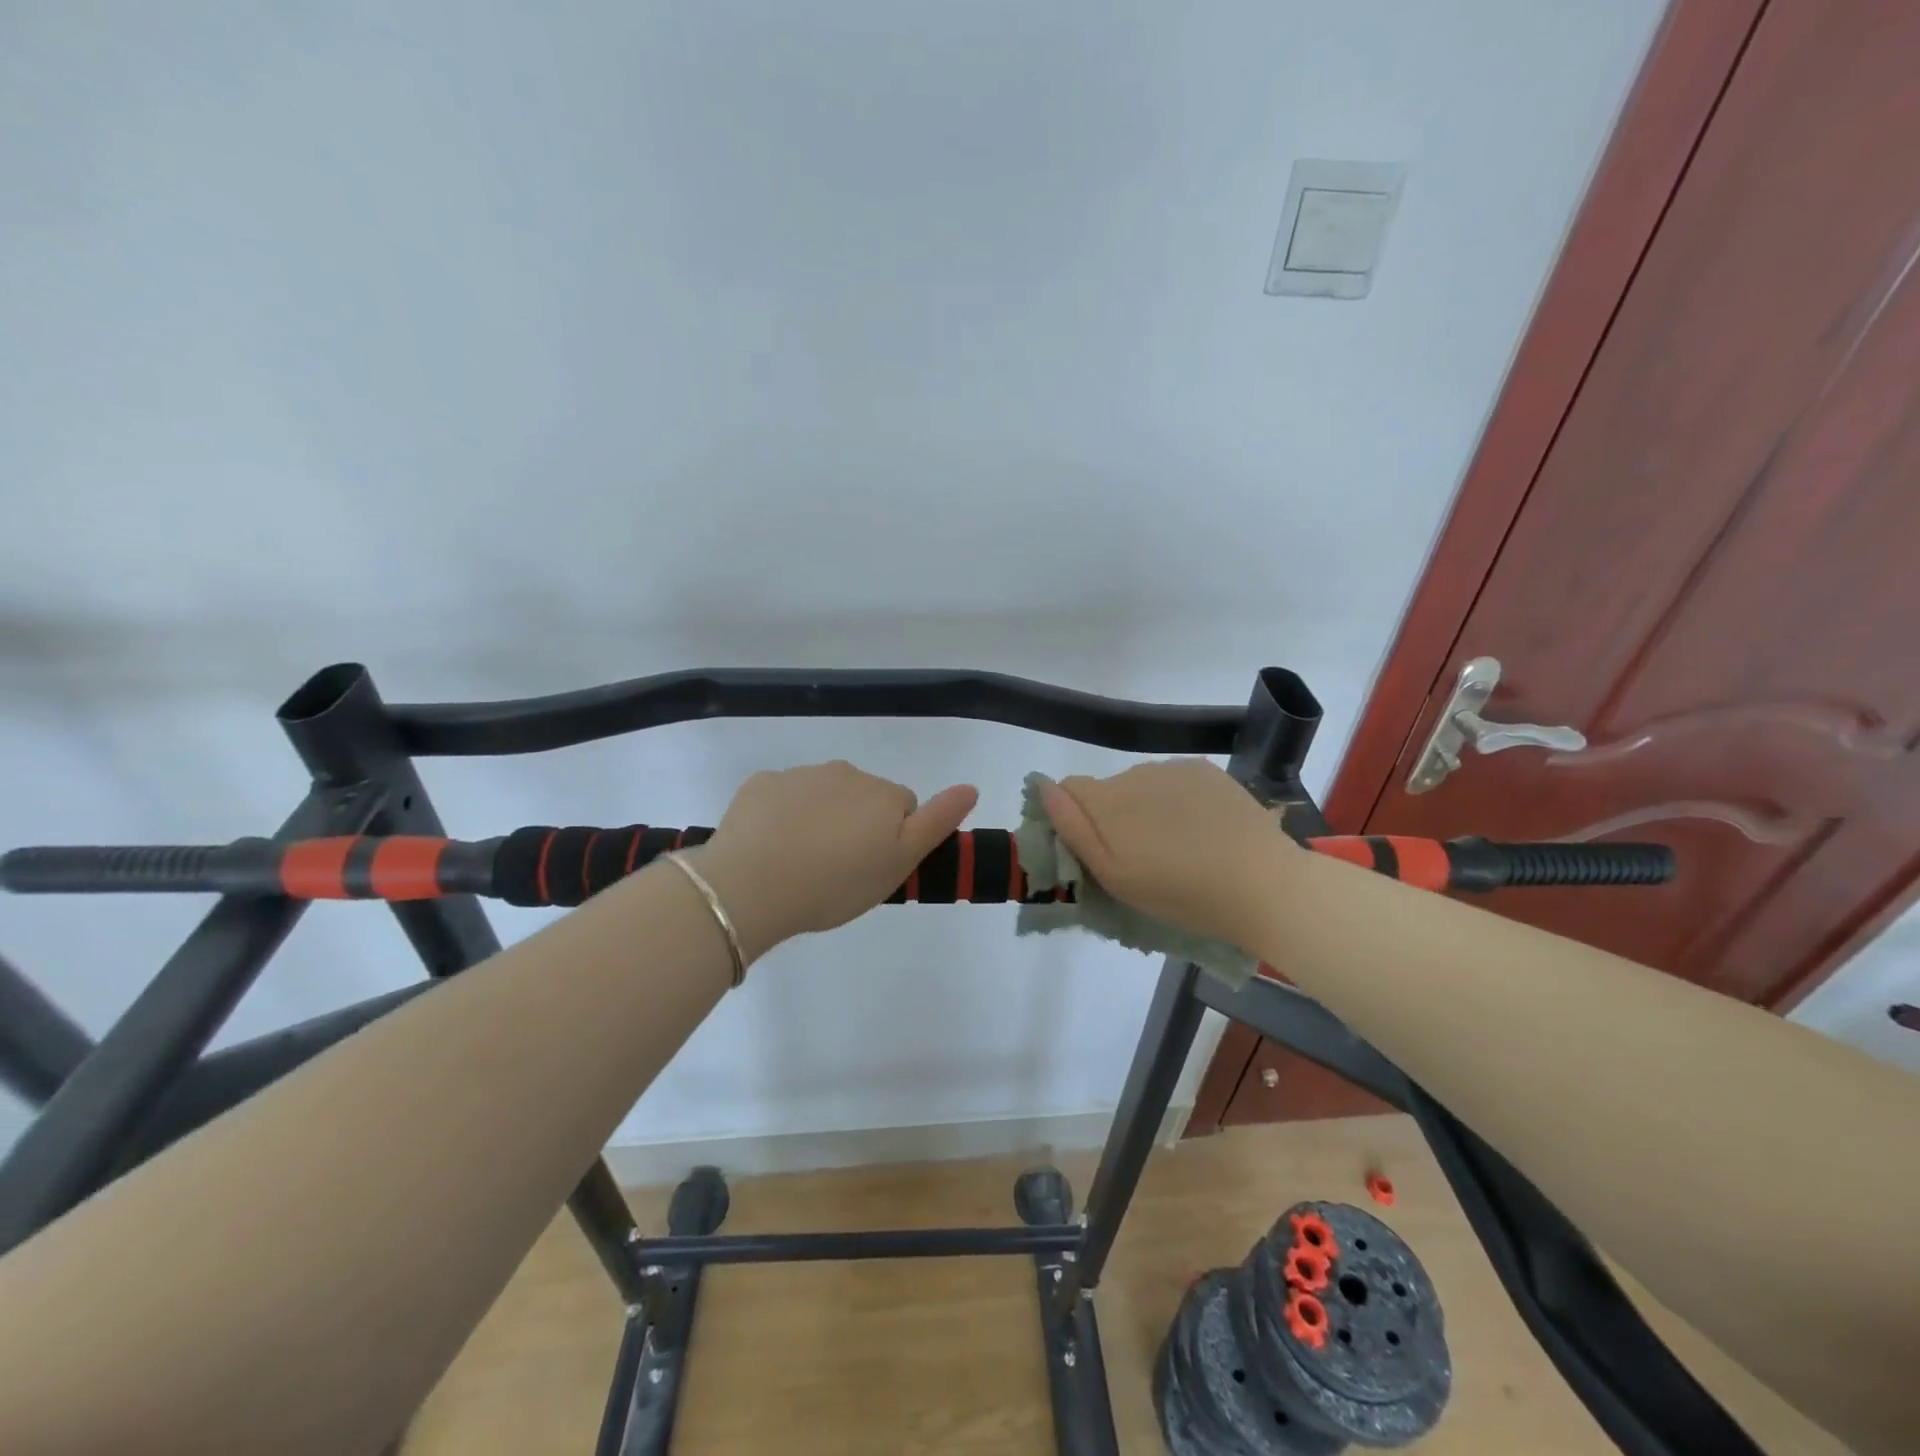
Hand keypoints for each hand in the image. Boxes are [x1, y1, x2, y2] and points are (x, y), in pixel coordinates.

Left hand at [689, 761, 978, 963]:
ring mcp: (800, 775)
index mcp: (882, 794)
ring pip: (824, 794)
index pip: (904, 807)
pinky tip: (772, 846)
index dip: (893, 839)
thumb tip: (971, 786)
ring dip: (821, 817)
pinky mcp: (761, 784)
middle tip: (838, 868)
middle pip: (864, 796)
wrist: (750, 886)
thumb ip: (937, 822)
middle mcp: (846, 772)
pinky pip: (783, 795)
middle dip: (858, 824)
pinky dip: (783, 814)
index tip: (872, 867)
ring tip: (802, 861)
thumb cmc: (835, 884)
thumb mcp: (898, 864)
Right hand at [1040, 759, 1294, 952]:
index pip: (1067, 790)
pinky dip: (1176, 800)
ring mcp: (1173, 769)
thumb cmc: (1180, 893)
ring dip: (1146, 809)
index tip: (1096, 851)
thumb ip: (1072, 828)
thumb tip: (1041, 786)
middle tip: (1142, 860)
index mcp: (1107, 801)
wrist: (1263, 885)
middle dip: (1113, 818)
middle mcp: (1134, 773)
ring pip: (1141, 785)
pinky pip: (1173, 781)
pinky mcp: (1206, 771)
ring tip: (1175, 846)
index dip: (1073, 818)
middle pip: (1106, 791)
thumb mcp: (1114, 876)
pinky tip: (1200, 828)